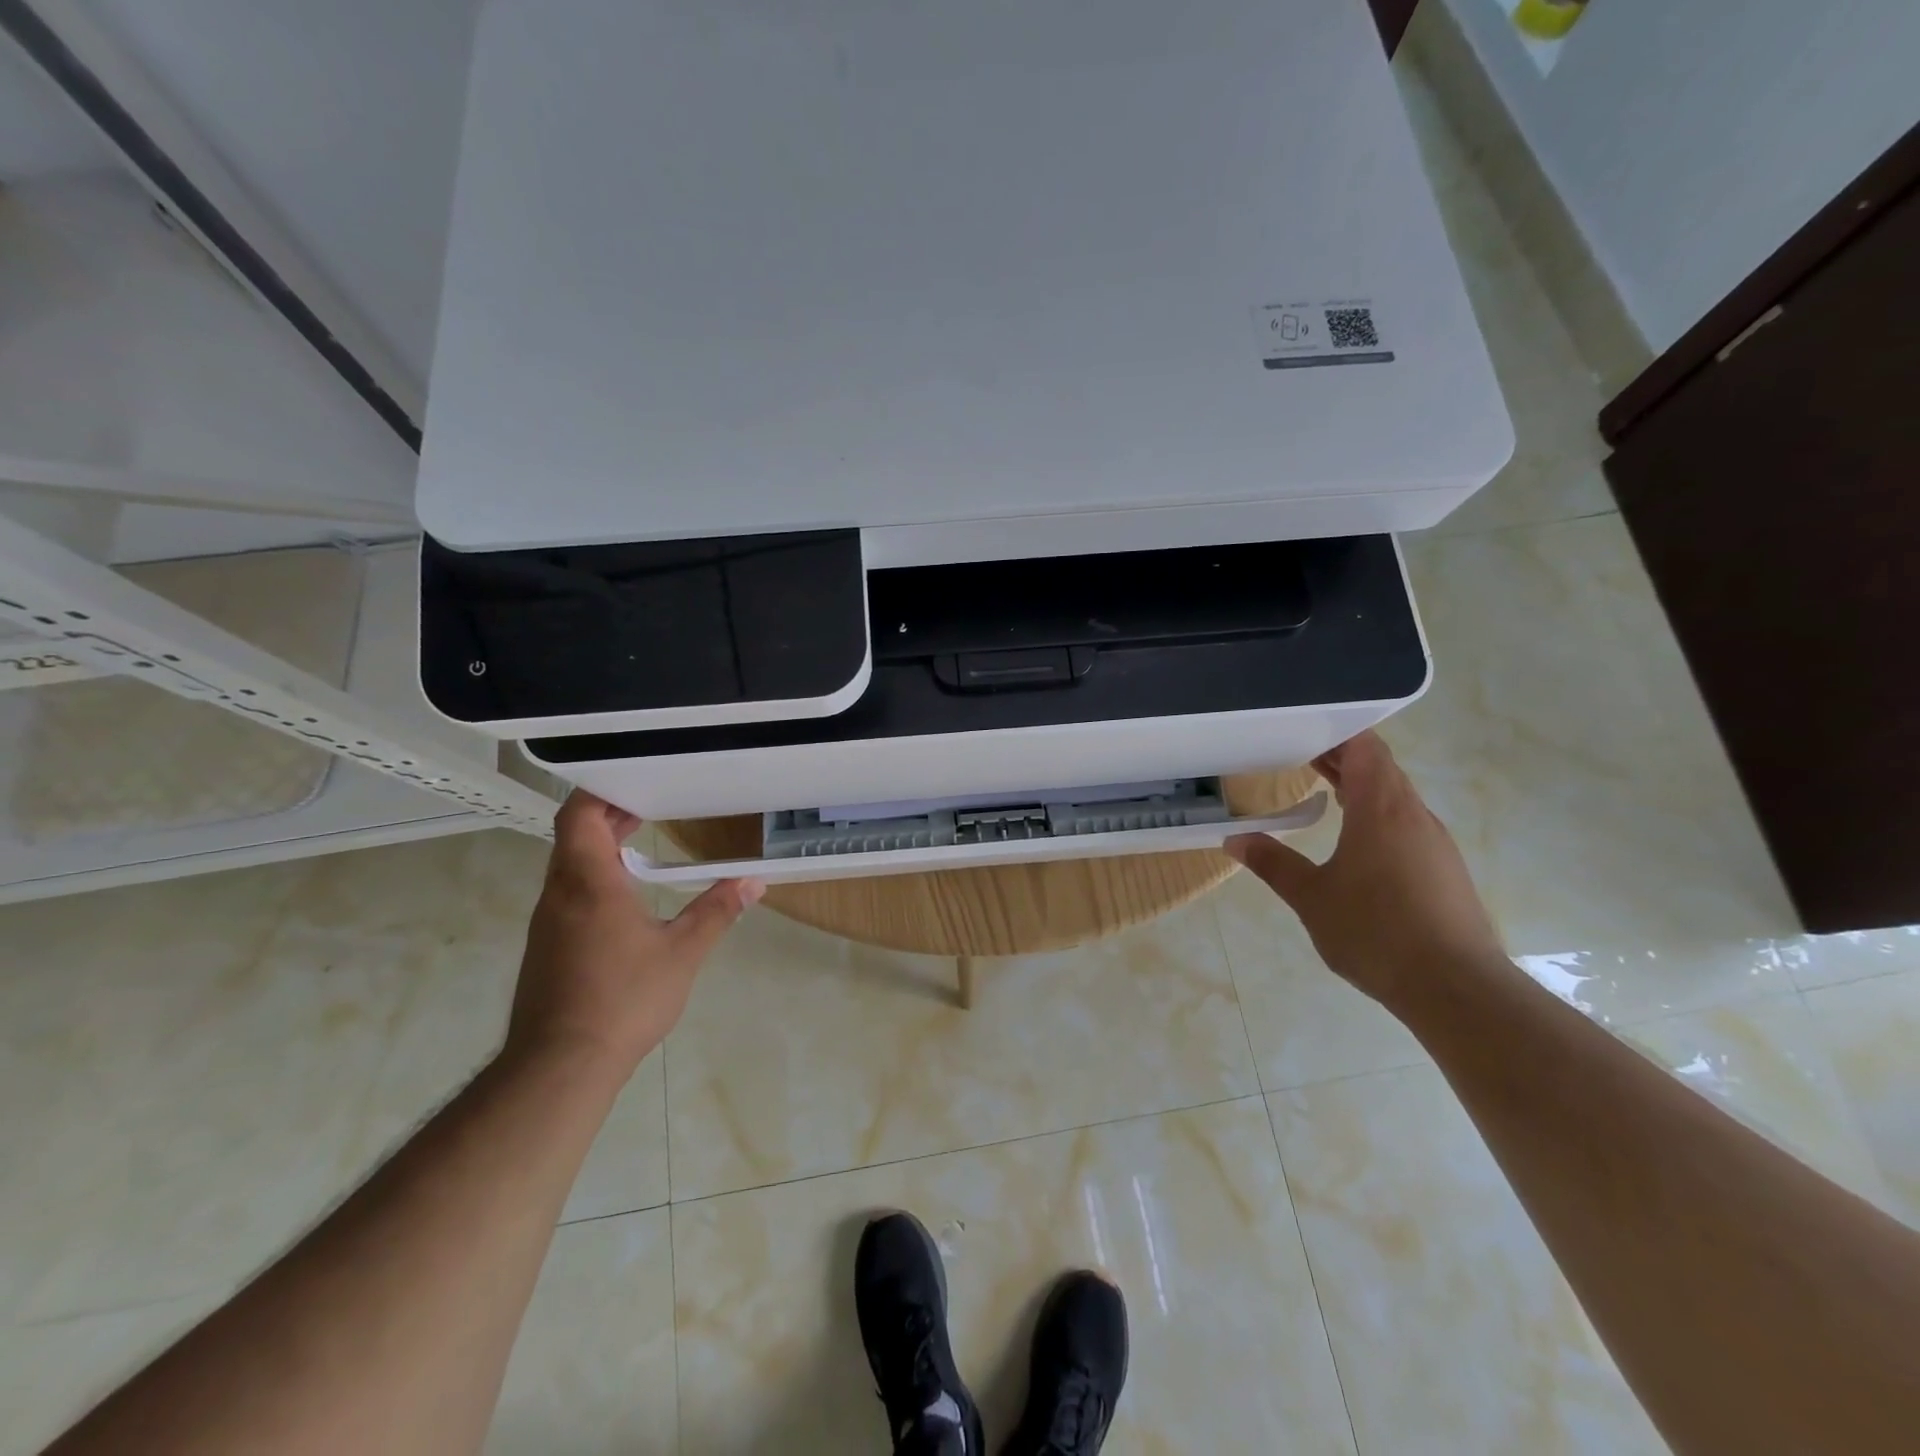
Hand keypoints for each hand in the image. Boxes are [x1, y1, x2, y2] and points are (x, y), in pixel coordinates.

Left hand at [506, 791, 763, 1079]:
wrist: (560, 1066)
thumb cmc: (624, 999)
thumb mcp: (682, 952)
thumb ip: (717, 911)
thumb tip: (753, 882)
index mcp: (588, 883)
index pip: (578, 816)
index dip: (600, 793)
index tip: (635, 784)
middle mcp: (559, 894)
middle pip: (573, 836)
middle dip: (608, 817)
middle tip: (649, 807)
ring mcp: (548, 923)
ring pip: (568, 866)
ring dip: (600, 848)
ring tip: (640, 843)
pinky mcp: (547, 948)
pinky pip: (566, 894)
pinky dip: (593, 877)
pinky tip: (625, 898)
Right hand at [1225, 731, 1505, 1006]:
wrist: (1456, 988)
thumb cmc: (1376, 931)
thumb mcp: (1311, 897)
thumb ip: (1273, 863)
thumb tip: (1234, 839)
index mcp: (1382, 808)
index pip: (1365, 747)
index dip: (1336, 731)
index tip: (1301, 729)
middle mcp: (1414, 815)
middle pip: (1380, 768)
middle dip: (1340, 757)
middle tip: (1298, 753)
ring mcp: (1434, 842)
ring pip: (1395, 796)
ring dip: (1359, 786)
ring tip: (1321, 787)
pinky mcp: (1443, 869)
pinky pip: (1406, 823)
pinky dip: (1376, 814)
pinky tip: (1355, 838)